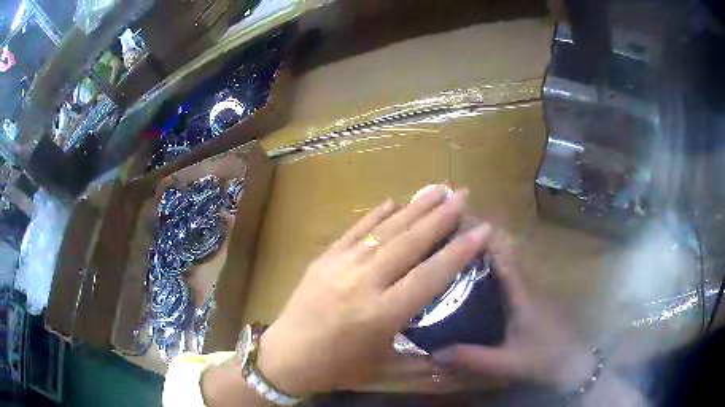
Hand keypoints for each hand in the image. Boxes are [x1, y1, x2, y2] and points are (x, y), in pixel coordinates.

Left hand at [256, 185, 494, 394]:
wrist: (285, 357)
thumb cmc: (336, 368)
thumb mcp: (382, 368)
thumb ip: (420, 361)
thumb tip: (450, 354)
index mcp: (381, 315)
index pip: (429, 276)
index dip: (458, 252)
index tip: (481, 230)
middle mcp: (363, 283)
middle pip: (409, 243)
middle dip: (440, 217)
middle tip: (461, 194)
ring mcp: (340, 266)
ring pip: (384, 231)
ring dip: (413, 208)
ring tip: (436, 189)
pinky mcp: (324, 259)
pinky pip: (354, 231)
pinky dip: (375, 215)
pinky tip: (392, 201)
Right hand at [431, 232, 596, 392]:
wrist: (573, 363)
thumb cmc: (543, 359)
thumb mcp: (506, 362)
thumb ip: (473, 358)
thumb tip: (435, 352)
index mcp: (522, 296)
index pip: (504, 259)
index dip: (487, 239)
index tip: (464, 222)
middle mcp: (527, 288)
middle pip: (505, 257)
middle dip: (482, 244)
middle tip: (453, 239)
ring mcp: (532, 295)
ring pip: (508, 268)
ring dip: (488, 257)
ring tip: (460, 256)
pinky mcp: (533, 304)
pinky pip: (510, 281)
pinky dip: (495, 274)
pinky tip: (479, 285)